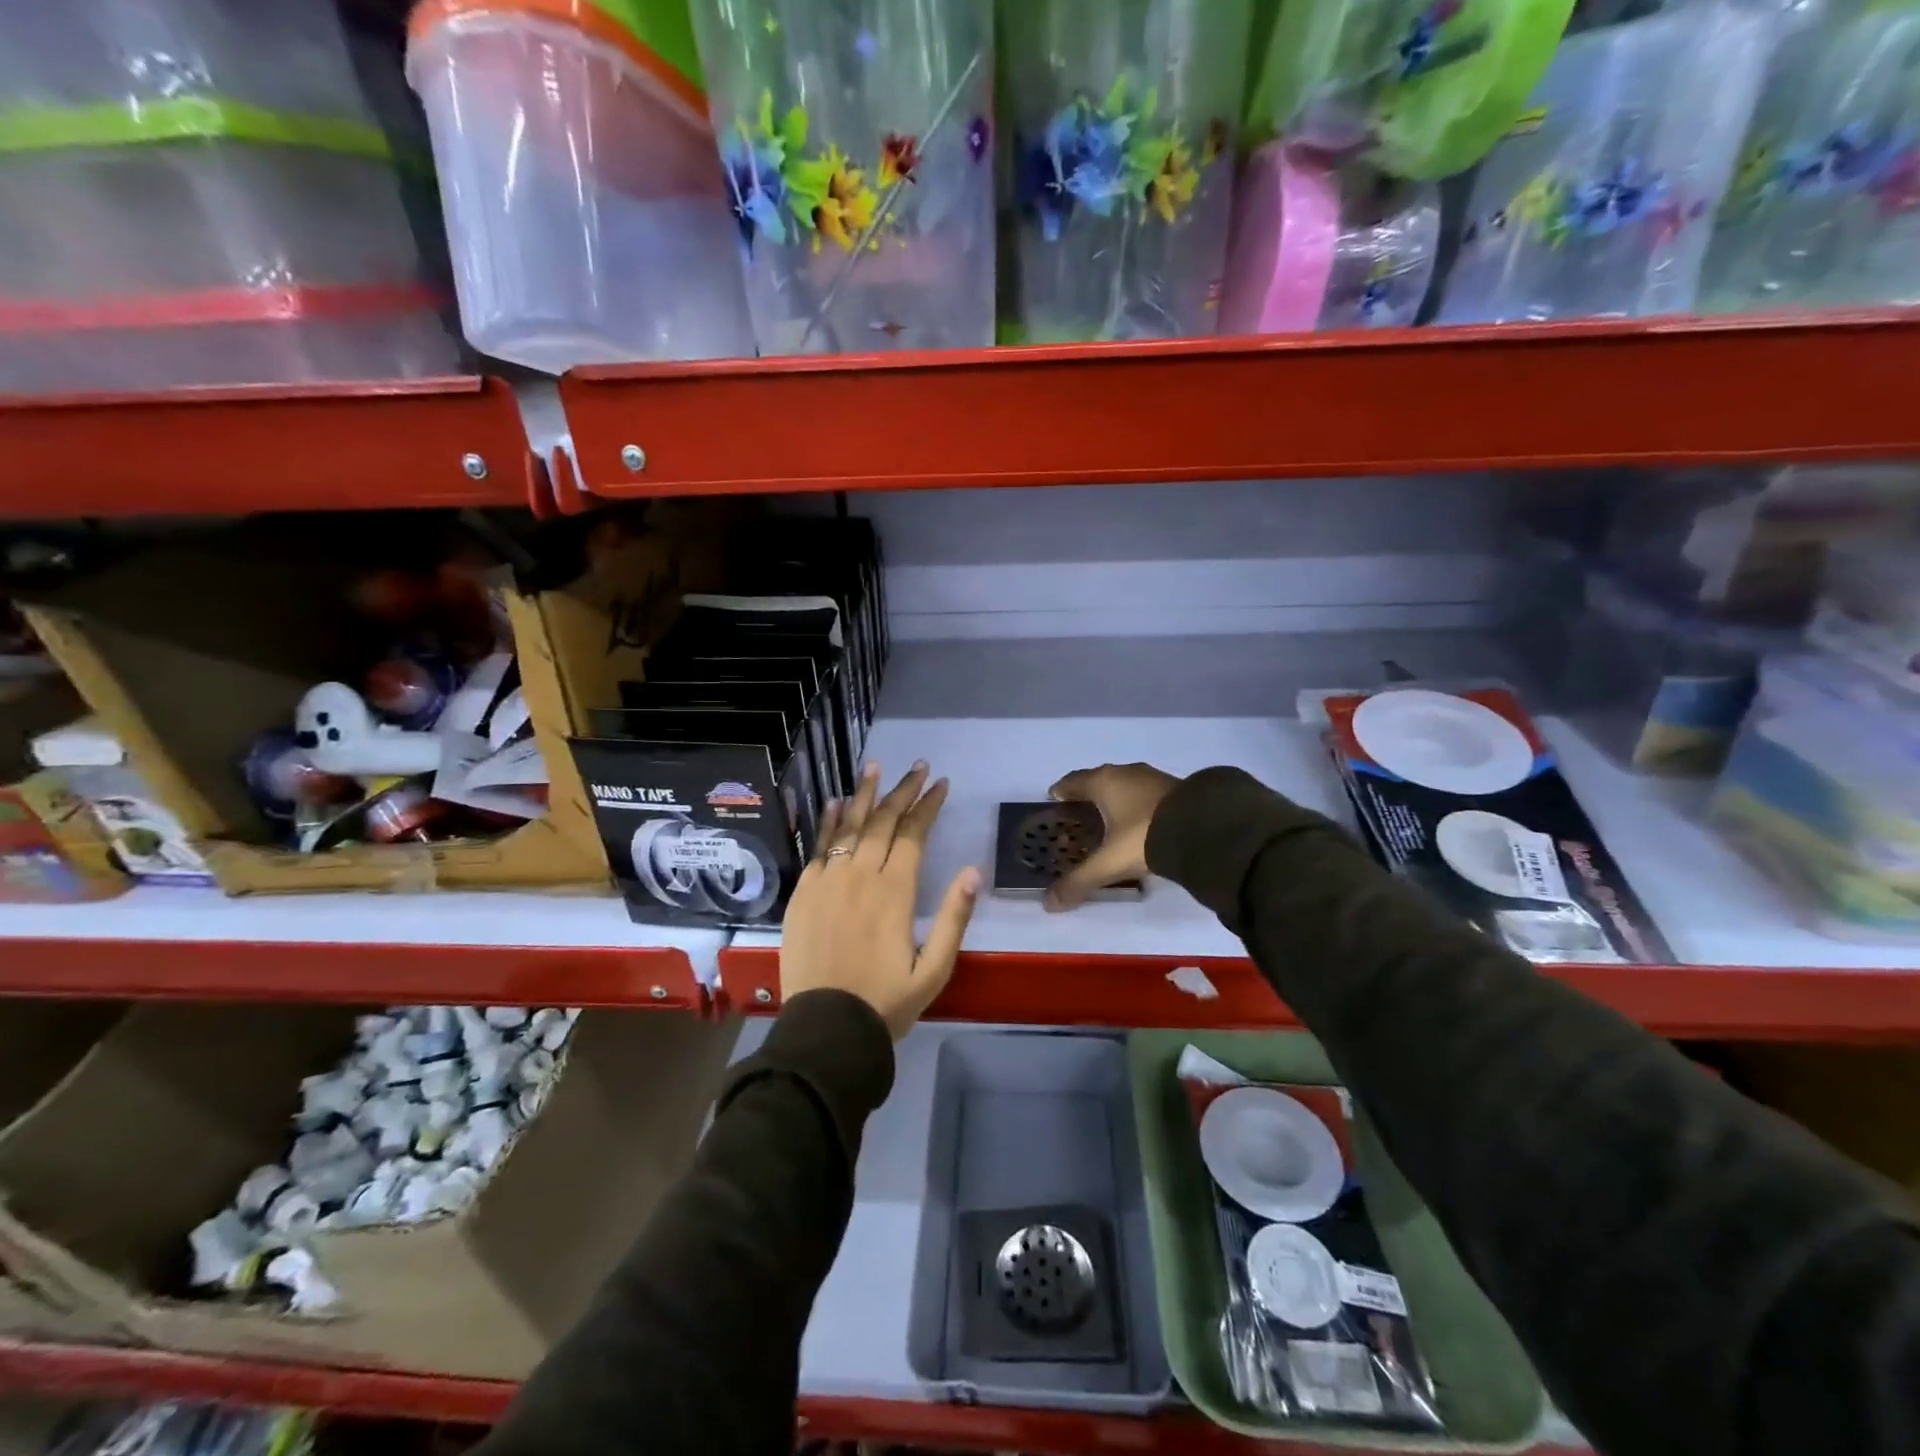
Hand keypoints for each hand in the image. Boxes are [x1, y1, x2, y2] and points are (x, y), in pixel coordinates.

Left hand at [781, 761, 979, 1038]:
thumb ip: (954, 918)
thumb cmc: (886, 1002)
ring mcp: (828, 881)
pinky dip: (829, 823)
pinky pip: (818, 848)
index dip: (928, 806)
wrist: (825, 1029)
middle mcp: (860, 876)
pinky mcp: (804, 893)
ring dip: (864, 794)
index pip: (913, 834)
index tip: (941, 783)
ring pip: (848, 826)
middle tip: (918, 767)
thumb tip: (973, 871)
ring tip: (875, 767)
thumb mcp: (934, 970)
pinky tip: (836, 803)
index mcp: (895, 893)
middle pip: (883, 822)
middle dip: (903, 791)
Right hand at [1045, 762, 1181, 910]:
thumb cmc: (1143, 836)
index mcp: (1103, 782)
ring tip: (1108, 824)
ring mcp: (1153, 778)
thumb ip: (1079, 881)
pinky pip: (1145, 795)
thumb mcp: (1109, 863)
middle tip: (1078, 819)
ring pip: (1124, 787)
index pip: (1072, 781)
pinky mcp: (1175, 789)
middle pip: (1098, 782)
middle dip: (1087, 798)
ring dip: (1114, 802)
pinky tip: (1138, 826)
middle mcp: (1126, 773)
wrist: (1203, 829)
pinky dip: (1135, 807)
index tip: (1054, 803)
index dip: (1061, 792)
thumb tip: (1049, 903)